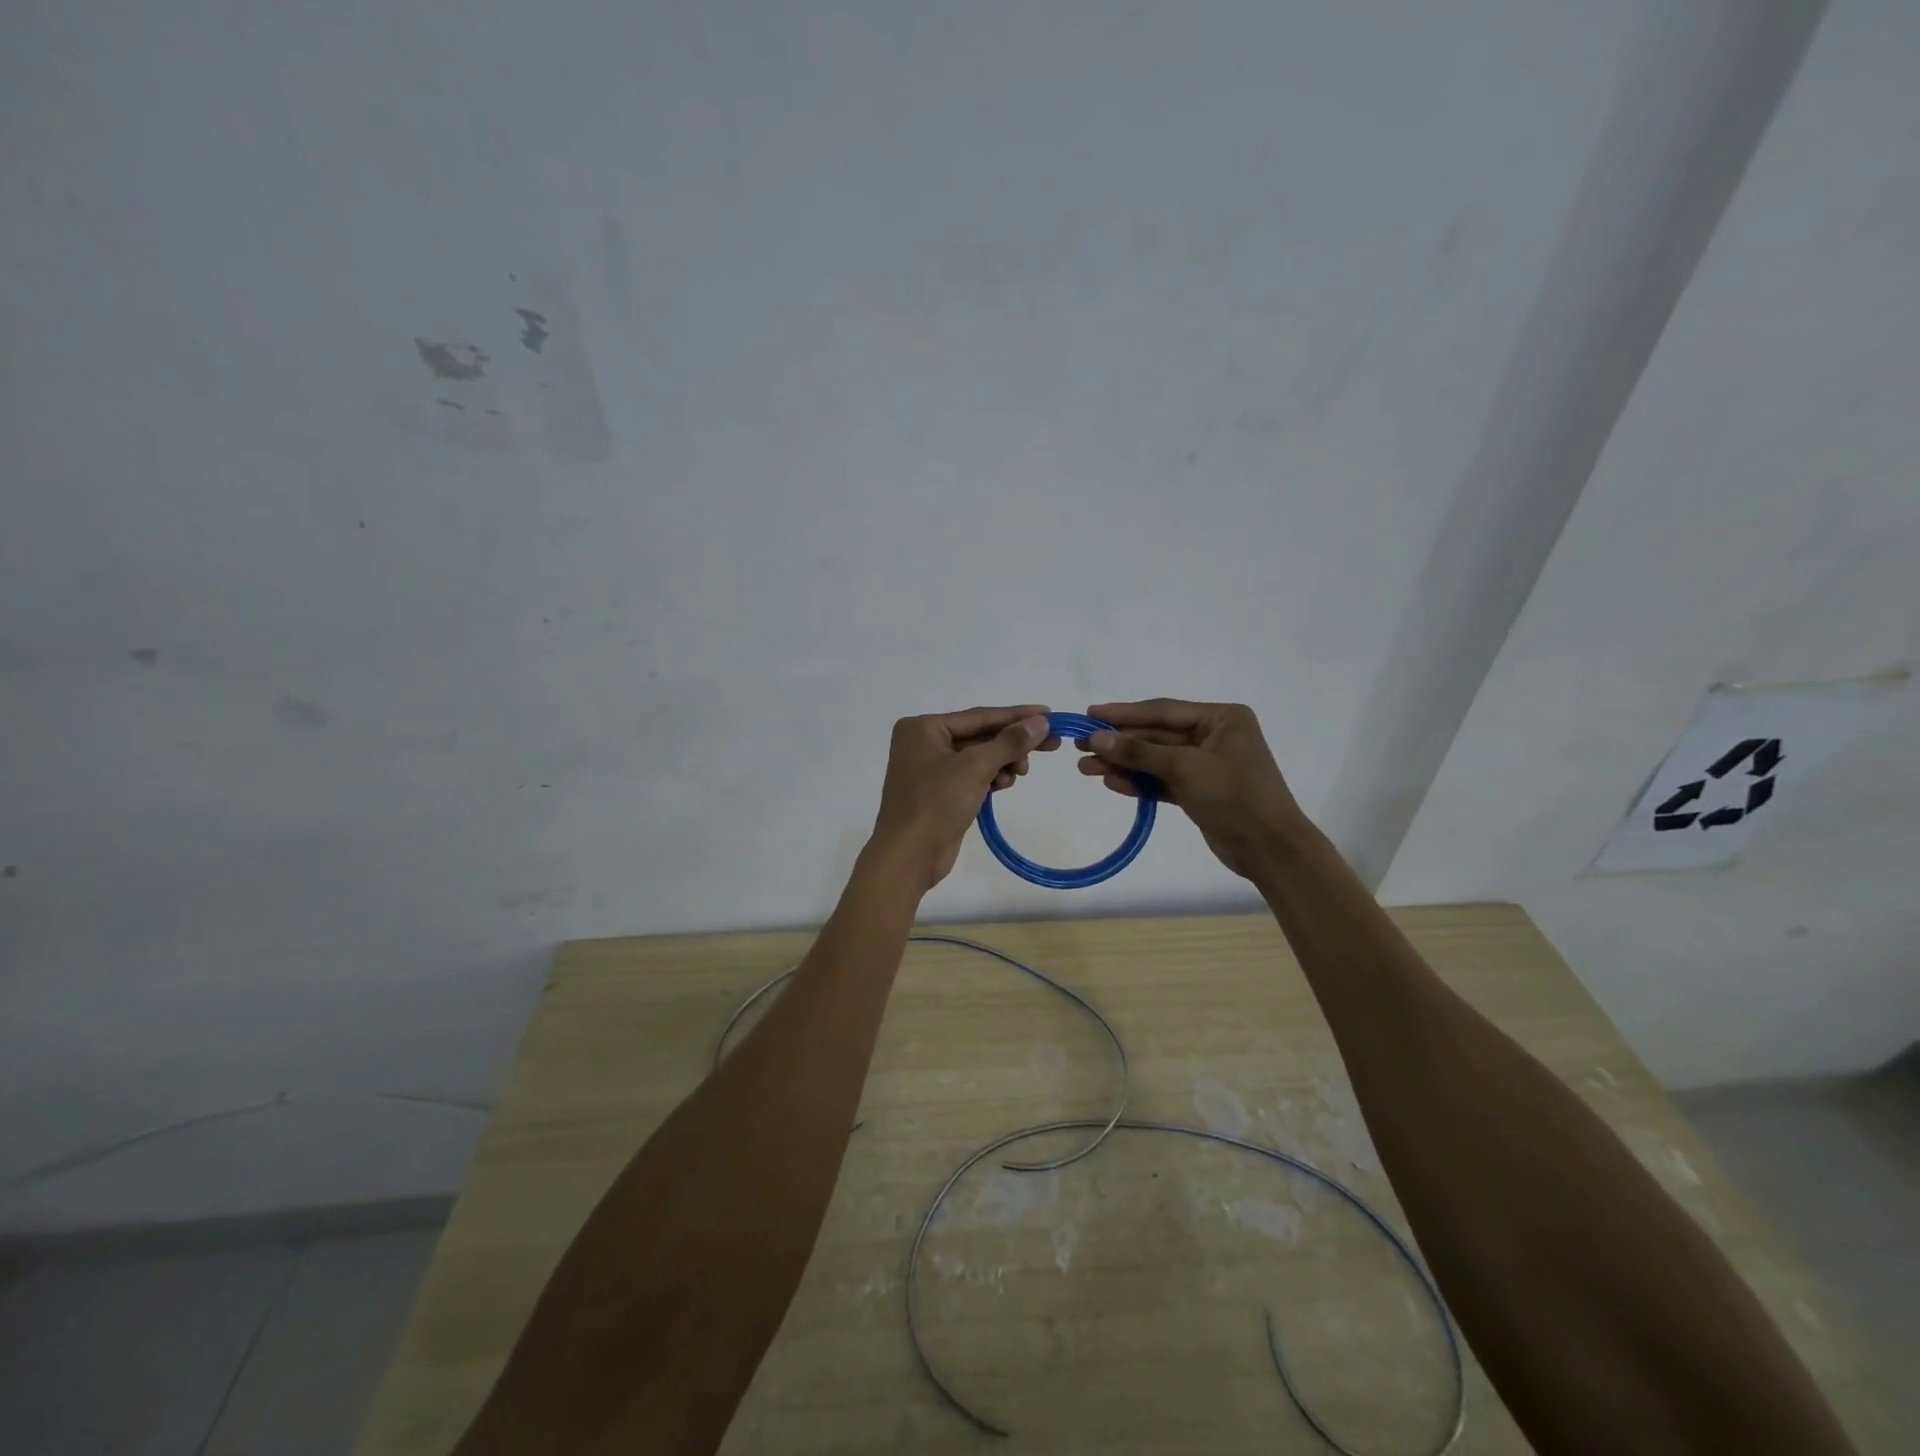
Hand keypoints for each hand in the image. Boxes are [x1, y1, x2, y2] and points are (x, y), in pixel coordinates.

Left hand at [871, 705, 1059, 889]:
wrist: (909, 856)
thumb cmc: (936, 803)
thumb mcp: (975, 767)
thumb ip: (1009, 742)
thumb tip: (1041, 721)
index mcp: (923, 728)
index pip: (979, 716)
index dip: (1017, 715)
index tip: (1050, 714)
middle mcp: (924, 743)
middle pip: (980, 735)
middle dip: (1012, 743)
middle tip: (1052, 745)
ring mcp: (930, 769)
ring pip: (979, 757)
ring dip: (1003, 762)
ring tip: (1019, 773)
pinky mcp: (939, 792)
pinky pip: (973, 775)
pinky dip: (991, 777)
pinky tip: (1004, 784)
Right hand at [1075, 699, 1302, 878]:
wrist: (1269, 849)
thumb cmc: (1235, 797)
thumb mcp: (1185, 769)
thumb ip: (1140, 752)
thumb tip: (1097, 738)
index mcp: (1221, 719)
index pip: (1163, 711)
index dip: (1124, 713)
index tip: (1090, 713)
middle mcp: (1213, 736)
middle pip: (1156, 735)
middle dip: (1119, 743)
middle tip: (1080, 745)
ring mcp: (1205, 765)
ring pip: (1155, 759)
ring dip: (1123, 763)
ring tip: (1086, 768)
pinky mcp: (1199, 791)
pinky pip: (1162, 780)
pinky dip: (1139, 782)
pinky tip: (1111, 783)